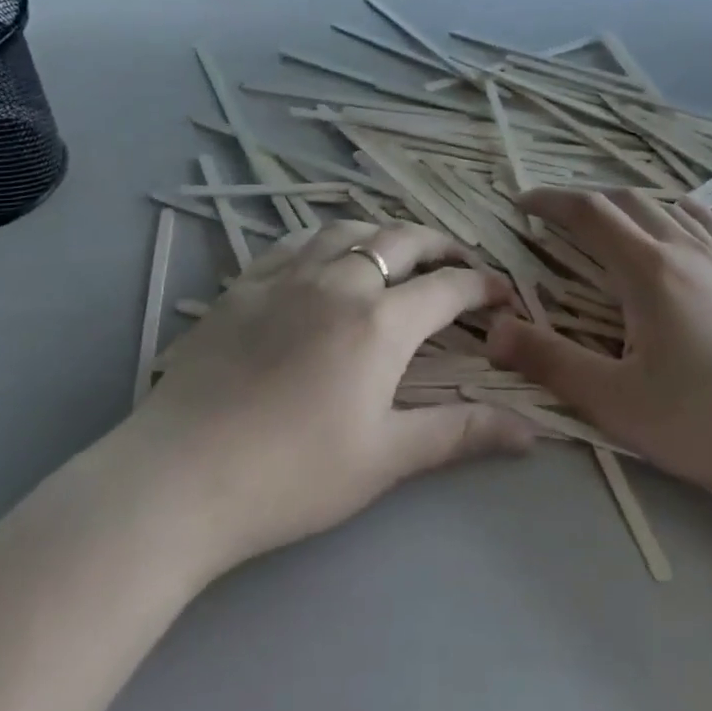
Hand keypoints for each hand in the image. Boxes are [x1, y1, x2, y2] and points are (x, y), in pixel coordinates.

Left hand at [123, 220, 535, 576]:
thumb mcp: (385, 458)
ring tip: (397, 250)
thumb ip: (460, 434)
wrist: (180, 479)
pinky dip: (325, 240)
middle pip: (402, 241)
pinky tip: (324, 256)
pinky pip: (294, 243)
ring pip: (347, 231)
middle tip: (459, 260)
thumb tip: (531, 430)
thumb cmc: (293, 475)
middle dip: (440, 245)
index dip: (483, 286)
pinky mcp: (243, 286)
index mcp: (380, 322)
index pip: (448, 288)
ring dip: (383, 233)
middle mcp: (339, 282)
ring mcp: (286, 278)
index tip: (503, 293)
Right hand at [487, 190, 711, 555]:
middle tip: (556, 218)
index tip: (521, 204)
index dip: (549, 201)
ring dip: (630, 205)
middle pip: (627, 201)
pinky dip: (681, 214)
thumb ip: (550, 362)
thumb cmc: (710, 423)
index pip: (588, 212)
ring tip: (611, 224)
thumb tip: (493, 328)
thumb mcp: (618, 403)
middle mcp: (687, 248)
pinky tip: (684, 225)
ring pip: (670, 207)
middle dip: (584, 200)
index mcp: (648, 270)